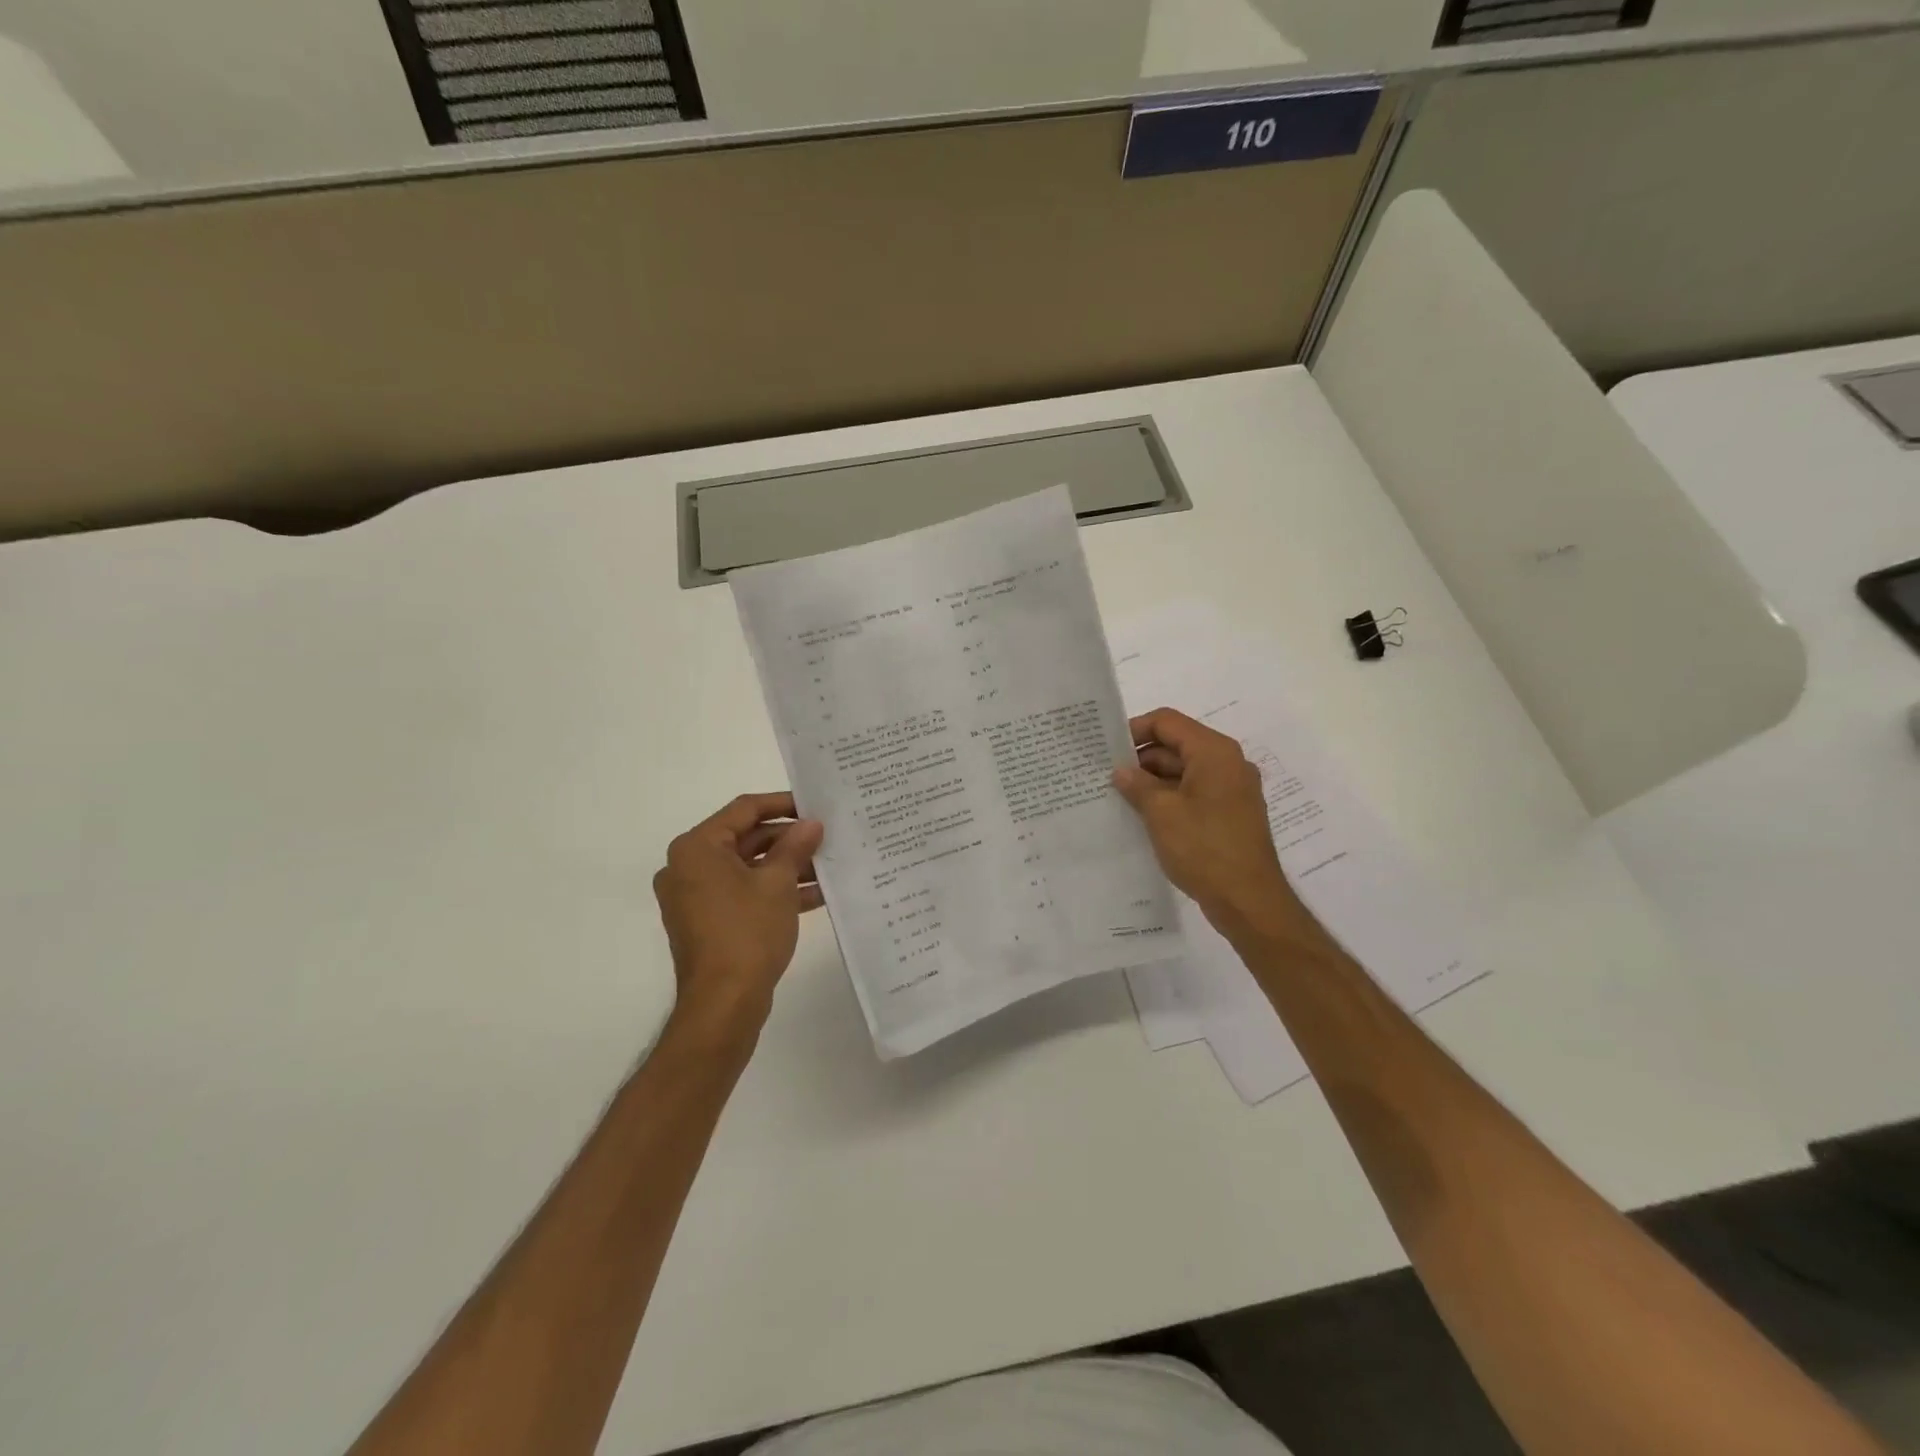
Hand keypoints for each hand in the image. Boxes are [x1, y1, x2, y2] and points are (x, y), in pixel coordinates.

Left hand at [653, 793, 824, 1033]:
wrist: (723, 1004)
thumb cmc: (747, 932)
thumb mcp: (778, 883)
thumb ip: (795, 847)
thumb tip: (811, 824)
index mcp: (697, 848)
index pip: (744, 810)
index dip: (783, 804)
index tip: (815, 805)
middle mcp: (689, 867)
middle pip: (746, 839)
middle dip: (789, 839)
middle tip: (827, 836)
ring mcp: (696, 897)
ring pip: (748, 868)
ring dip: (787, 867)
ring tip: (828, 864)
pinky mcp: (708, 922)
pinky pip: (744, 894)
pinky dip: (774, 891)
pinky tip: (816, 894)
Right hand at [1113, 709, 1323, 947]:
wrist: (1249, 901)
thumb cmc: (1204, 848)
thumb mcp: (1161, 812)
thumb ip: (1137, 784)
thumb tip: (1121, 771)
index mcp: (1214, 752)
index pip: (1167, 722)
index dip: (1134, 730)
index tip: (1106, 750)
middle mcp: (1227, 764)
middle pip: (1176, 746)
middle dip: (1141, 760)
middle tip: (1105, 777)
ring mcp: (1232, 790)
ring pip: (1184, 772)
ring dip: (1152, 782)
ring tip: (1118, 799)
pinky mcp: (1230, 815)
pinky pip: (1194, 794)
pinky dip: (1169, 799)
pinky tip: (1143, 817)